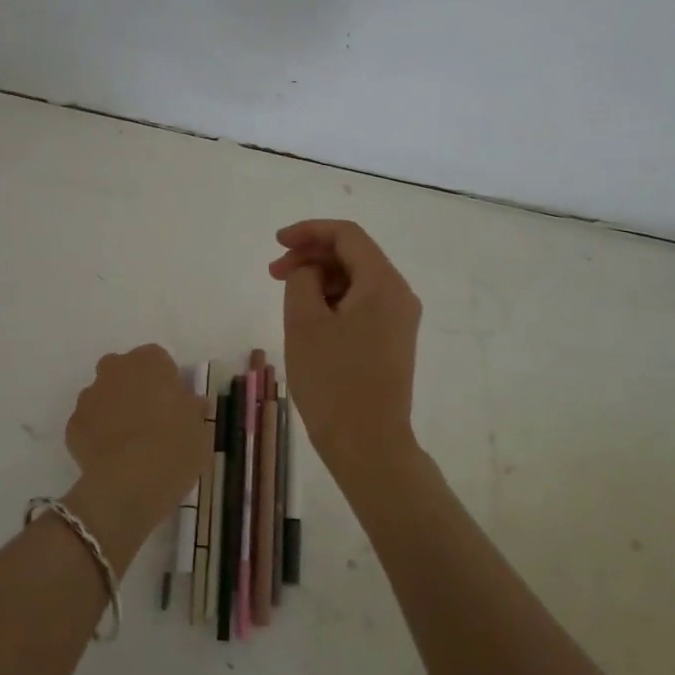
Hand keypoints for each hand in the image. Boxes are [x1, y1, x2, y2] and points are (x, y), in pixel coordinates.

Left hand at [62, 345, 206, 569]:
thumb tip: (191, 404)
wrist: (130, 482)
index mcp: (149, 361)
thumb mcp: (200, 429)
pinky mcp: (73, 425)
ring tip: (130, 444)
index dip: (166, 382)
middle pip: (124, 372)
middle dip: (134, 389)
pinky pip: (89, 424)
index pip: (158, 360)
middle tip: (151, 420)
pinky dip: (97, 435)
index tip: (174, 406)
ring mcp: (90, 396)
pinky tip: (111, 458)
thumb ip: (192, 409)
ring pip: (103, 396)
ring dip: (113, 410)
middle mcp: (115, 369)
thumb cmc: (174, 447)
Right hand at [269, 220, 422, 471]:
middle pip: (354, 255)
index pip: (347, 235)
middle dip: (312, 256)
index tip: (276, 244)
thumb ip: (302, 279)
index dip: (309, 231)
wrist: (368, 443)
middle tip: (274, 274)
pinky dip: (334, 300)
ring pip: (357, 280)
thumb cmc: (332, 380)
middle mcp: (399, 294)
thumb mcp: (304, 322)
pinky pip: (363, 303)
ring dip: (320, 278)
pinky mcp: (393, 340)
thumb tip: (309, 270)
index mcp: (383, 283)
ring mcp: (400, 319)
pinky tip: (310, 318)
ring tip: (288, 298)